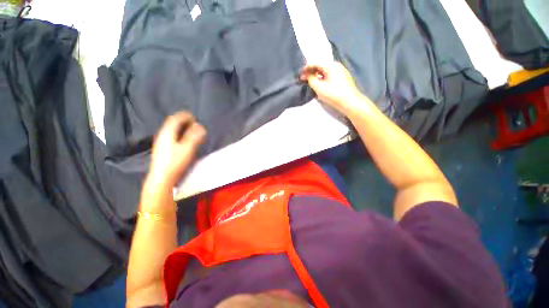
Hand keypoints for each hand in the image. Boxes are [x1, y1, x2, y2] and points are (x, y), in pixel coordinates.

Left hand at [147, 112, 206, 188]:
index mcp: (167, 133)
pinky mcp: (162, 149)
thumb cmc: (175, 162)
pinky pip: (171, 136)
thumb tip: (201, 127)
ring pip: (172, 130)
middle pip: (172, 124)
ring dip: (182, 128)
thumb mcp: (187, 148)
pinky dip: (179, 134)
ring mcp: (161, 143)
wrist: (162, 178)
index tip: (194, 117)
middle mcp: (162, 135)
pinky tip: (183, 140)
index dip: (185, 116)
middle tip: (194, 123)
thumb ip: (194, 136)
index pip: (175, 119)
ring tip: (191, 131)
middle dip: (184, 121)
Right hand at [300, 62, 361, 113]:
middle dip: (312, 73)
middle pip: (321, 67)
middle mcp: (337, 65)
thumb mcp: (319, 88)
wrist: (350, 103)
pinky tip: (321, 86)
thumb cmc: (334, 95)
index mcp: (331, 65)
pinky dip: (323, 80)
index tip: (300, 76)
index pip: (316, 63)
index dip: (306, 69)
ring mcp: (341, 72)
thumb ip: (311, 79)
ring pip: (325, 72)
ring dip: (317, 77)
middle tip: (304, 80)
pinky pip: (330, 76)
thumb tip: (306, 74)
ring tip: (311, 84)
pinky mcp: (343, 79)